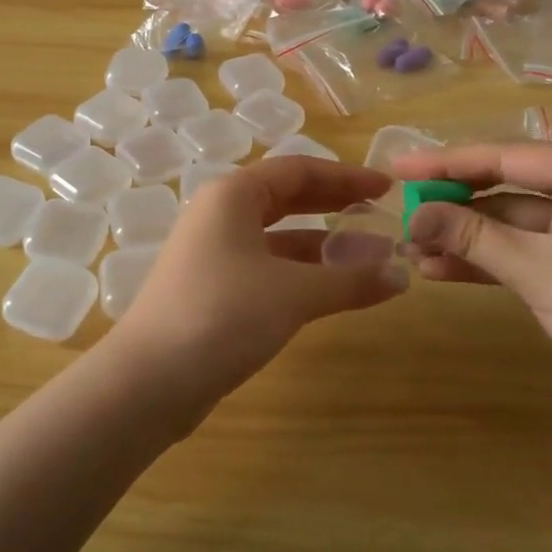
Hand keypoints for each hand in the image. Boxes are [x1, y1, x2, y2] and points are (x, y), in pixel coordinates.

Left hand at [111, 158, 407, 418]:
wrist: (149, 381)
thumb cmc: (222, 315)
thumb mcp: (293, 294)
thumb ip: (350, 281)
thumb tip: (403, 276)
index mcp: (233, 195)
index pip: (298, 170)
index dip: (346, 177)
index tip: (386, 188)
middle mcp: (220, 215)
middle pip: (287, 198)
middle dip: (335, 205)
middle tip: (381, 214)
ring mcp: (214, 253)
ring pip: (278, 236)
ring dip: (323, 245)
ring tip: (370, 258)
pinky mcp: (214, 288)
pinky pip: (268, 266)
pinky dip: (302, 273)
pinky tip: (332, 289)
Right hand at [391, 144, 551, 450]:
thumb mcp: (541, 273)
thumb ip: (474, 237)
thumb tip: (411, 213)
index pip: (511, 157)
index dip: (450, 161)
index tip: (399, 168)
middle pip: (510, 189)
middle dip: (456, 204)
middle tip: (402, 210)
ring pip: (513, 225)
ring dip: (466, 238)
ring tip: (412, 250)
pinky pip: (525, 254)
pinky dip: (488, 262)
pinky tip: (442, 271)